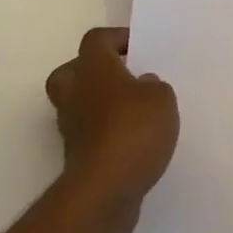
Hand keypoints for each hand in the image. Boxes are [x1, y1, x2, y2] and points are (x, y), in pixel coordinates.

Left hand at [44, 27, 178, 232]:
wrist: (104, 192)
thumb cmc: (133, 131)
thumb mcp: (162, 98)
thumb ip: (153, 86)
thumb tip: (142, 86)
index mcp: (93, 68)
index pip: (97, 39)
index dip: (117, 39)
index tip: (139, 48)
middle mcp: (75, 93)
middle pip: (72, 71)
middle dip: (94, 71)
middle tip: (123, 77)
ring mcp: (71, 128)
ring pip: (78, 105)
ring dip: (99, 105)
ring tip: (133, 111)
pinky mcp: (75, 159)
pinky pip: (88, 135)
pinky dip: (104, 134)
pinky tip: (132, 141)